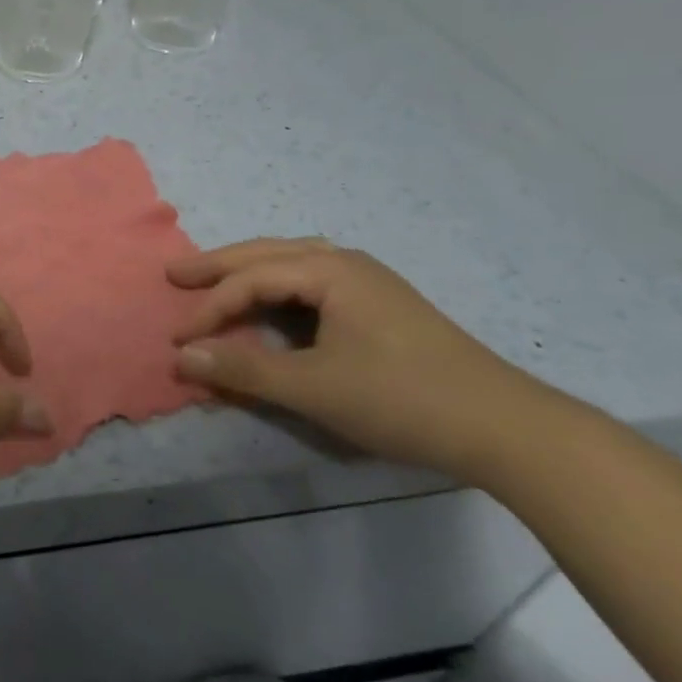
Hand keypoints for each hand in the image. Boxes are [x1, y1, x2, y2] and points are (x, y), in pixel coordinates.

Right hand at [168, 238, 563, 484]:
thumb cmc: (402, 399)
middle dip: (219, 266)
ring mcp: (370, 281)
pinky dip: (281, 287)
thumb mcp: (314, 388)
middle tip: (176, 274)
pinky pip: (314, 281)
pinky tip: (276, 303)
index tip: (179, 342)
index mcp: (330, 270)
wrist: (506, 427)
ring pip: (294, 262)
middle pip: (268, 253)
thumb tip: (182, 356)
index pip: (251, 281)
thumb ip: (245, 369)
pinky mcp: (383, 305)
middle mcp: (347, 262)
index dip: (210, 310)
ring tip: (218, 281)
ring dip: (251, 271)